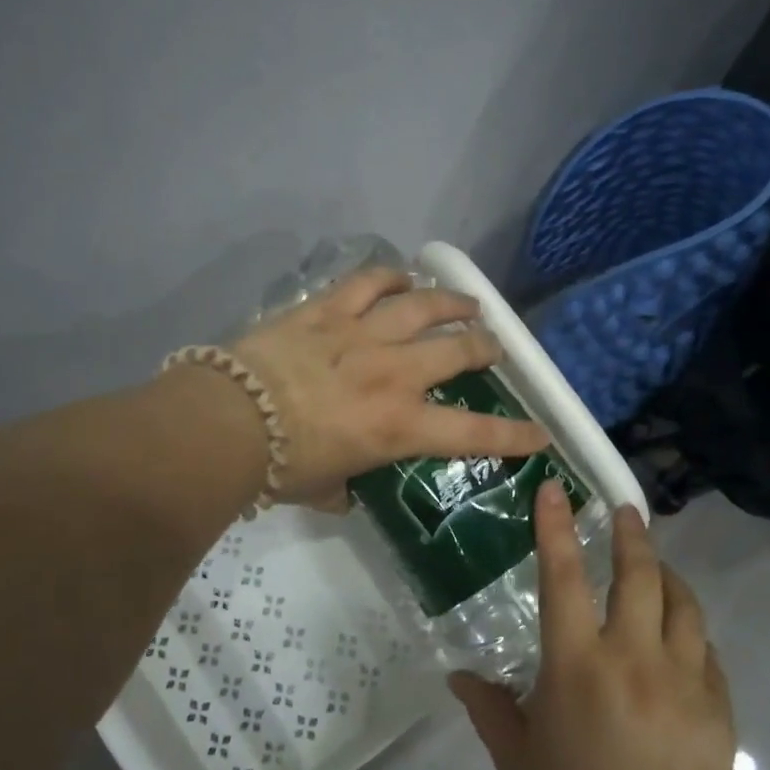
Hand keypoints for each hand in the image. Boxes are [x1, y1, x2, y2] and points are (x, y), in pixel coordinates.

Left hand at [230, 267, 549, 505]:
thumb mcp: (322, 489)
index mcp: (398, 426)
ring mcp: (363, 335)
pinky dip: (389, 277)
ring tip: (467, 303)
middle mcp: (394, 374)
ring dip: (451, 303)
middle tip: (493, 347)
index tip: (540, 433)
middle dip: (485, 348)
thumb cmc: (278, 466)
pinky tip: (401, 276)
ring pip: (423, 306)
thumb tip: (345, 493)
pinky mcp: (328, 310)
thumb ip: (343, 489)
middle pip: (458, 350)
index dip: (514, 435)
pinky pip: (368, 282)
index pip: (473, 434)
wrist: (228, 421)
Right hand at [451, 482, 735, 769]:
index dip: (556, 526)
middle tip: (625, 511)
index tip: (555, 488)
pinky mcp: (716, 707)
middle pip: (639, 574)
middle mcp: (632, 656)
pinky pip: (706, 651)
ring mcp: (682, 679)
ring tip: (658, 565)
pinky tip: (682, 635)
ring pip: (683, 604)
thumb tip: (459, 677)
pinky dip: (690, 631)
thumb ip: (488, 706)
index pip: (563, 576)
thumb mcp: (516, 757)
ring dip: (668, 576)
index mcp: (576, 663)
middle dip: (631, 534)